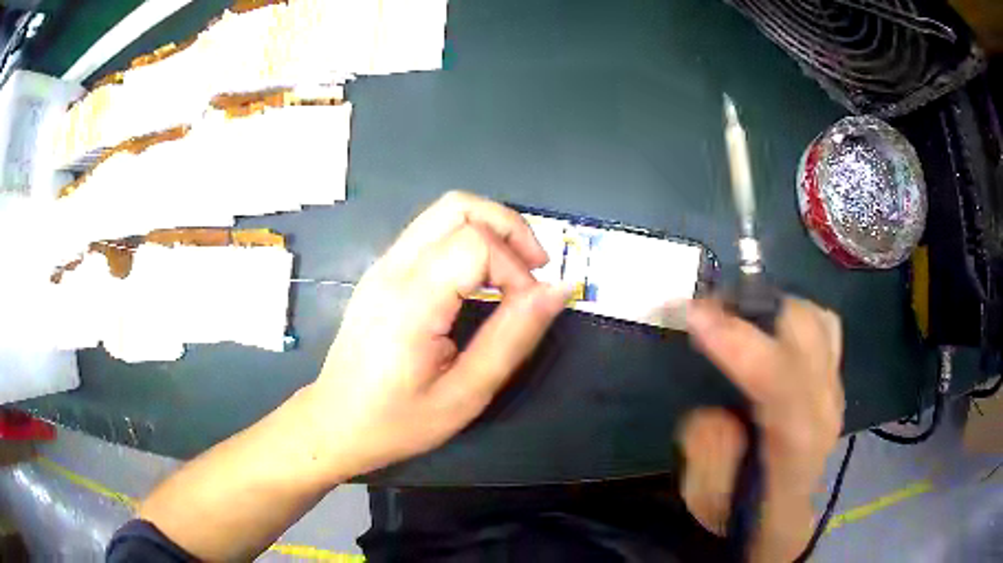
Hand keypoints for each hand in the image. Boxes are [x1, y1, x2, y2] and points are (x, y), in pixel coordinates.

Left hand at [303, 192, 568, 479]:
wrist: (336, 422)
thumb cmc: (398, 420)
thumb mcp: (466, 394)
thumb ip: (513, 337)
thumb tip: (558, 290)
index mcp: (411, 301)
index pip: (477, 244)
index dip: (516, 268)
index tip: (529, 307)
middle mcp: (393, 269)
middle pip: (459, 206)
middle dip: (509, 227)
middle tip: (534, 269)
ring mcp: (383, 265)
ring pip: (444, 211)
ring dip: (490, 228)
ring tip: (514, 270)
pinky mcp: (383, 271)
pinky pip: (431, 231)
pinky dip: (468, 238)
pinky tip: (481, 276)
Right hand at [680, 298, 843, 554]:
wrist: (782, 516)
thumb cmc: (741, 510)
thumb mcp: (706, 497)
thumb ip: (707, 451)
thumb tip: (714, 408)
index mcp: (794, 448)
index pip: (782, 385)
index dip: (741, 345)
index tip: (694, 315)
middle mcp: (824, 410)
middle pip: (805, 335)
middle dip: (753, 310)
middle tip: (707, 311)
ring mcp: (834, 391)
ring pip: (817, 322)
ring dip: (774, 309)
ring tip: (736, 316)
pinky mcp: (835, 380)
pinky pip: (824, 328)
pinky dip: (794, 316)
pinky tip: (769, 329)